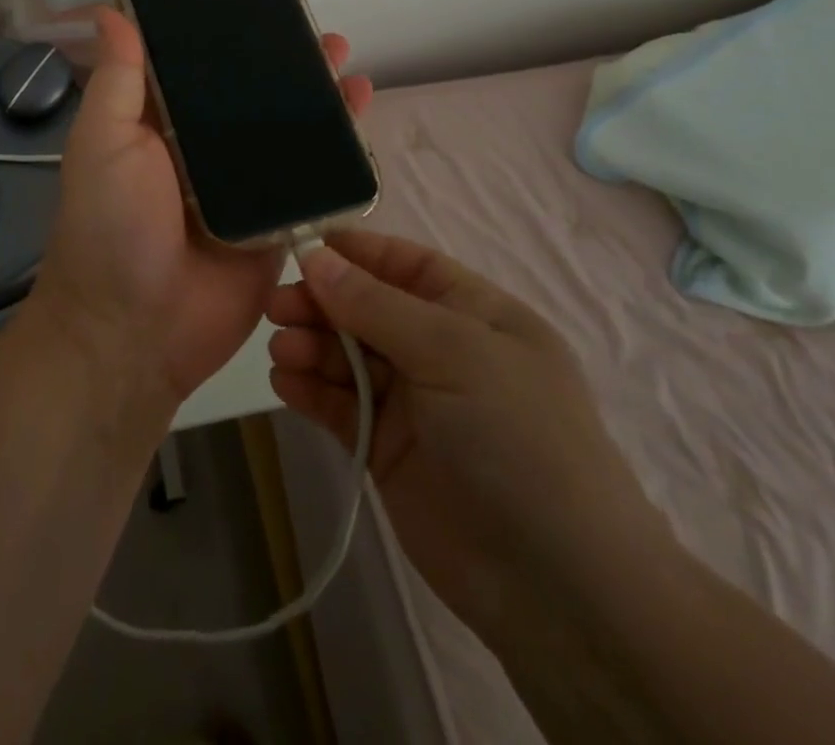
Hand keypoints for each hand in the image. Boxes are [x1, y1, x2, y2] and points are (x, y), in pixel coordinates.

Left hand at [32, 7, 373, 406]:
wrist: (136, 333)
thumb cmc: (111, 227)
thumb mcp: (103, 143)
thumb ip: (117, 80)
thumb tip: (110, 10)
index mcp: (160, 125)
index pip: (199, 67)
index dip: (225, 34)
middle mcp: (204, 150)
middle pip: (251, 96)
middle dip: (283, 63)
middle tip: (314, 28)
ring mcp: (245, 187)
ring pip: (286, 131)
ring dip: (316, 96)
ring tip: (344, 60)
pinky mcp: (278, 222)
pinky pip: (311, 179)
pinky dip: (336, 149)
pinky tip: (359, 113)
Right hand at [266, 232, 672, 637]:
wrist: (559, 588)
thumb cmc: (516, 437)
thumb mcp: (452, 351)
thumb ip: (374, 304)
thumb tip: (313, 255)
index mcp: (475, 314)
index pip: (406, 265)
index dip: (355, 253)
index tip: (300, 246)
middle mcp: (443, 350)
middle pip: (367, 309)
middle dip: (322, 302)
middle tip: (275, 307)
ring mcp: (416, 402)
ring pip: (349, 356)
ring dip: (311, 347)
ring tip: (280, 350)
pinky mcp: (390, 450)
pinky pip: (342, 406)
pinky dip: (312, 391)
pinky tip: (284, 383)